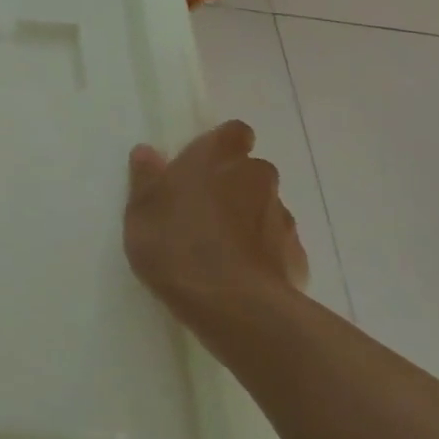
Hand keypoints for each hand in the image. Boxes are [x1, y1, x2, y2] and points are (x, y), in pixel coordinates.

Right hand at [123, 120, 308, 322]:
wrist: (234, 306)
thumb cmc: (177, 245)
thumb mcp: (140, 212)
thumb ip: (146, 179)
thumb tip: (147, 152)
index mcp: (217, 157)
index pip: (234, 132)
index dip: (222, 146)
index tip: (203, 166)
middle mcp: (256, 177)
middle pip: (250, 171)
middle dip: (233, 185)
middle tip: (202, 211)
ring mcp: (282, 217)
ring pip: (264, 208)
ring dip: (248, 220)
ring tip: (220, 250)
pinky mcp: (297, 256)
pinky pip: (277, 245)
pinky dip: (262, 254)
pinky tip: (240, 276)